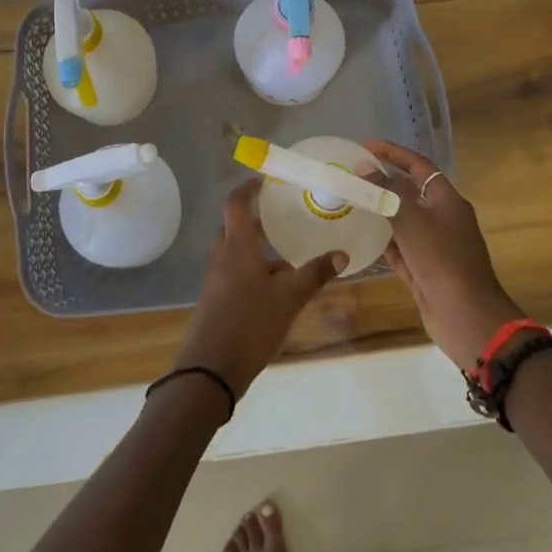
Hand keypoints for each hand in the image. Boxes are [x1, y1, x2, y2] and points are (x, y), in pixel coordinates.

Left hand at [171, 177, 347, 399]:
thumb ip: (315, 274)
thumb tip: (342, 254)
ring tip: (289, 250)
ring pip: (237, 250)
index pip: (236, 203)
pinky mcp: (217, 299)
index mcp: (237, 246)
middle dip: (259, 218)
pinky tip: (277, 285)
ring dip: (258, 246)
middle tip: (286, 215)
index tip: (268, 180)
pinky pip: (236, 271)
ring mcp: (217, 278)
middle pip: (236, 226)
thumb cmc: (249, 323)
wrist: (210, 370)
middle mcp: (223, 255)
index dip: (249, 187)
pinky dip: (254, 267)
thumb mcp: (289, 298)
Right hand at [363, 140, 524, 367]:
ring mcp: (434, 247)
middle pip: (410, 193)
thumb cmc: (442, 260)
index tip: (366, 146)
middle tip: (353, 176)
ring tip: (351, 203)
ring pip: (403, 222)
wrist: (467, 317)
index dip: (394, 154)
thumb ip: (386, 194)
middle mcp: (443, 220)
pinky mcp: (424, 271)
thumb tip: (364, 169)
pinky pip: (400, 250)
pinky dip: (383, 242)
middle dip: (383, 183)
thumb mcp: (411, 221)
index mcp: (447, 201)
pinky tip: (361, 238)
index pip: (419, 166)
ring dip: (380, 213)